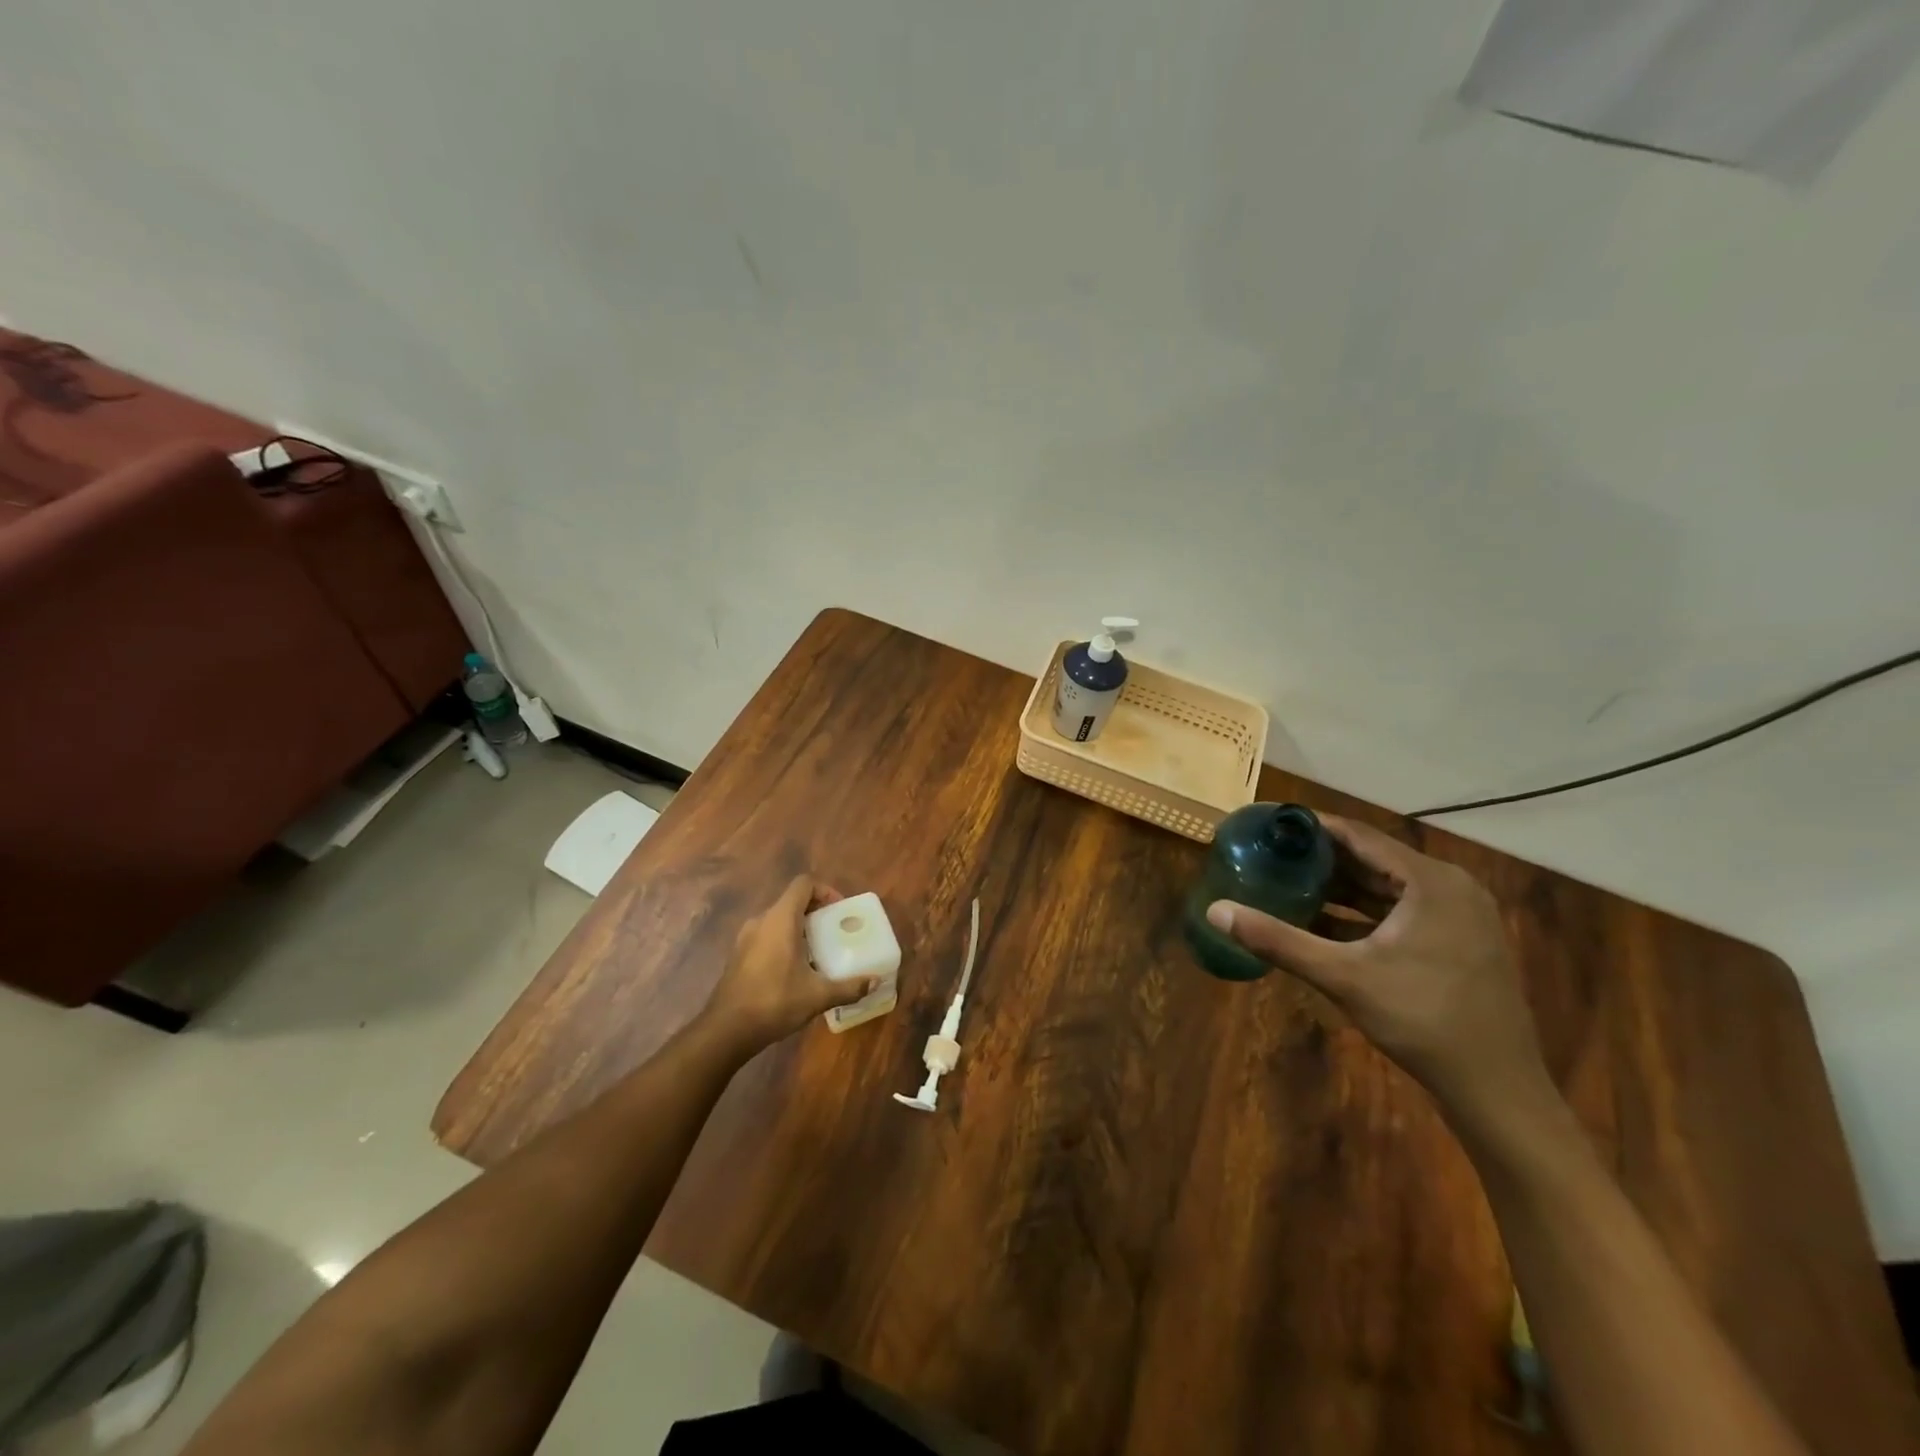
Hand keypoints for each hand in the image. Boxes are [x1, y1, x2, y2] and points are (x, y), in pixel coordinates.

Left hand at [702, 876, 880, 1052]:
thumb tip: (875, 982)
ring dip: (800, 928)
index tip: (839, 911)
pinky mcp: (739, 955)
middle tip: (835, 932)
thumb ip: (849, 987)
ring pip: (778, 919)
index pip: (804, 884)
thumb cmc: (774, 1002)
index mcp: (780, 919)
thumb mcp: (818, 996)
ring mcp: (746, 938)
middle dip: (816, 912)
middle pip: (792, 901)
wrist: (726, 1030)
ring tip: (819, 952)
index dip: (825, 891)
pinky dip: (784, 941)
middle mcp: (761, 921)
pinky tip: (795, 970)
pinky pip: (767, 935)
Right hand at [1206, 817, 1549, 1120]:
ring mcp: (1460, 916)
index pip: (1359, 836)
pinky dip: (1363, 914)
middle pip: (1374, 859)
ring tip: (1289, 883)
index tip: (1270, 824)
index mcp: (1430, 881)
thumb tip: (1215, 911)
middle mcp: (1451, 887)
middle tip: (1271, 854)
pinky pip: (1402, 912)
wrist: (1497, 1090)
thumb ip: (1278, 940)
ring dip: (1341, 888)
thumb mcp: (1342, 976)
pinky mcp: (1460, 942)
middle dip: (1321, 859)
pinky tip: (1322, 923)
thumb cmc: (1422, 1021)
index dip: (1312, 827)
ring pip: (1388, 888)